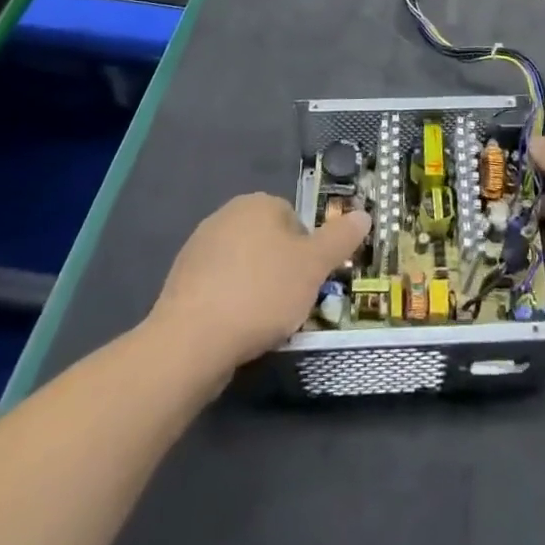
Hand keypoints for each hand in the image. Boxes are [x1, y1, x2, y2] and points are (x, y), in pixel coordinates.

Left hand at [151, 193, 370, 372]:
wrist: (191, 341)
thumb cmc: (261, 293)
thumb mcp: (314, 266)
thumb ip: (340, 238)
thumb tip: (364, 214)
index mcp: (257, 203)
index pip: (295, 220)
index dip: (307, 253)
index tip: (308, 283)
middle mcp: (225, 216)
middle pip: (269, 242)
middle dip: (282, 271)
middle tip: (290, 304)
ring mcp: (198, 249)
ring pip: (244, 267)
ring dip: (256, 289)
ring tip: (262, 324)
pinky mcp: (180, 283)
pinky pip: (219, 289)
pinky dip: (231, 305)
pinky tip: (235, 331)